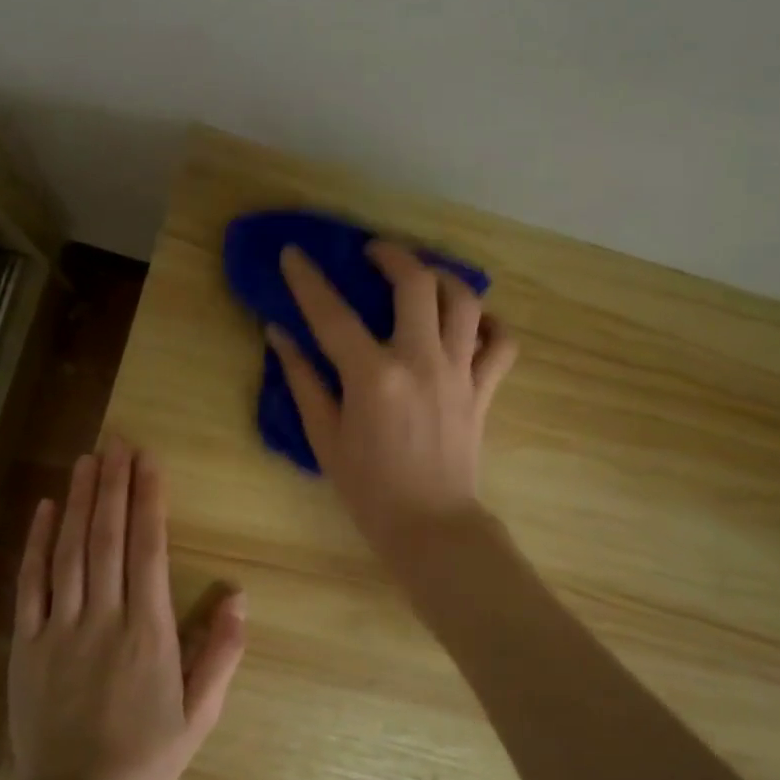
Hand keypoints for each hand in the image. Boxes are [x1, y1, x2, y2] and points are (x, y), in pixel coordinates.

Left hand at [8, 440, 246, 779]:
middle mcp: (104, 617)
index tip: (148, 461)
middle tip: (117, 441)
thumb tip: (240, 595)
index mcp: (148, 631)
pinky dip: (38, 543)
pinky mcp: (27, 642)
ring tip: (88, 459)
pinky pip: (31, 584)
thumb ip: (222, 652)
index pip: (148, 549)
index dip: (149, 499)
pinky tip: (46, 508)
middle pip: (108, 537)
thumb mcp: (200, 713)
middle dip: (114, 484)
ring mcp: (60, 627)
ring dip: (81, 500)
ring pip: (71, 550)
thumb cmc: (146, 756)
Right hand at [268, 241, 518, 565]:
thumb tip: (279, 334)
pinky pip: (500, 343)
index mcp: (373, 377)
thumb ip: (302, 379)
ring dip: (442, 277)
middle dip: (392, 255)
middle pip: (415, 284)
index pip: (332, 314)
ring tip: (422, 276)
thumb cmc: (368, 488)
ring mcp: (459, 373)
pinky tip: (470, 322)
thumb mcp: (324, 436)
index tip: (293, 253)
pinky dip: (489, 324)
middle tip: (372, 253)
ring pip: (465, 301)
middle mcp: (421, 362)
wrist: (431, 527)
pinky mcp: (483, 389)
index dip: (308, 279)